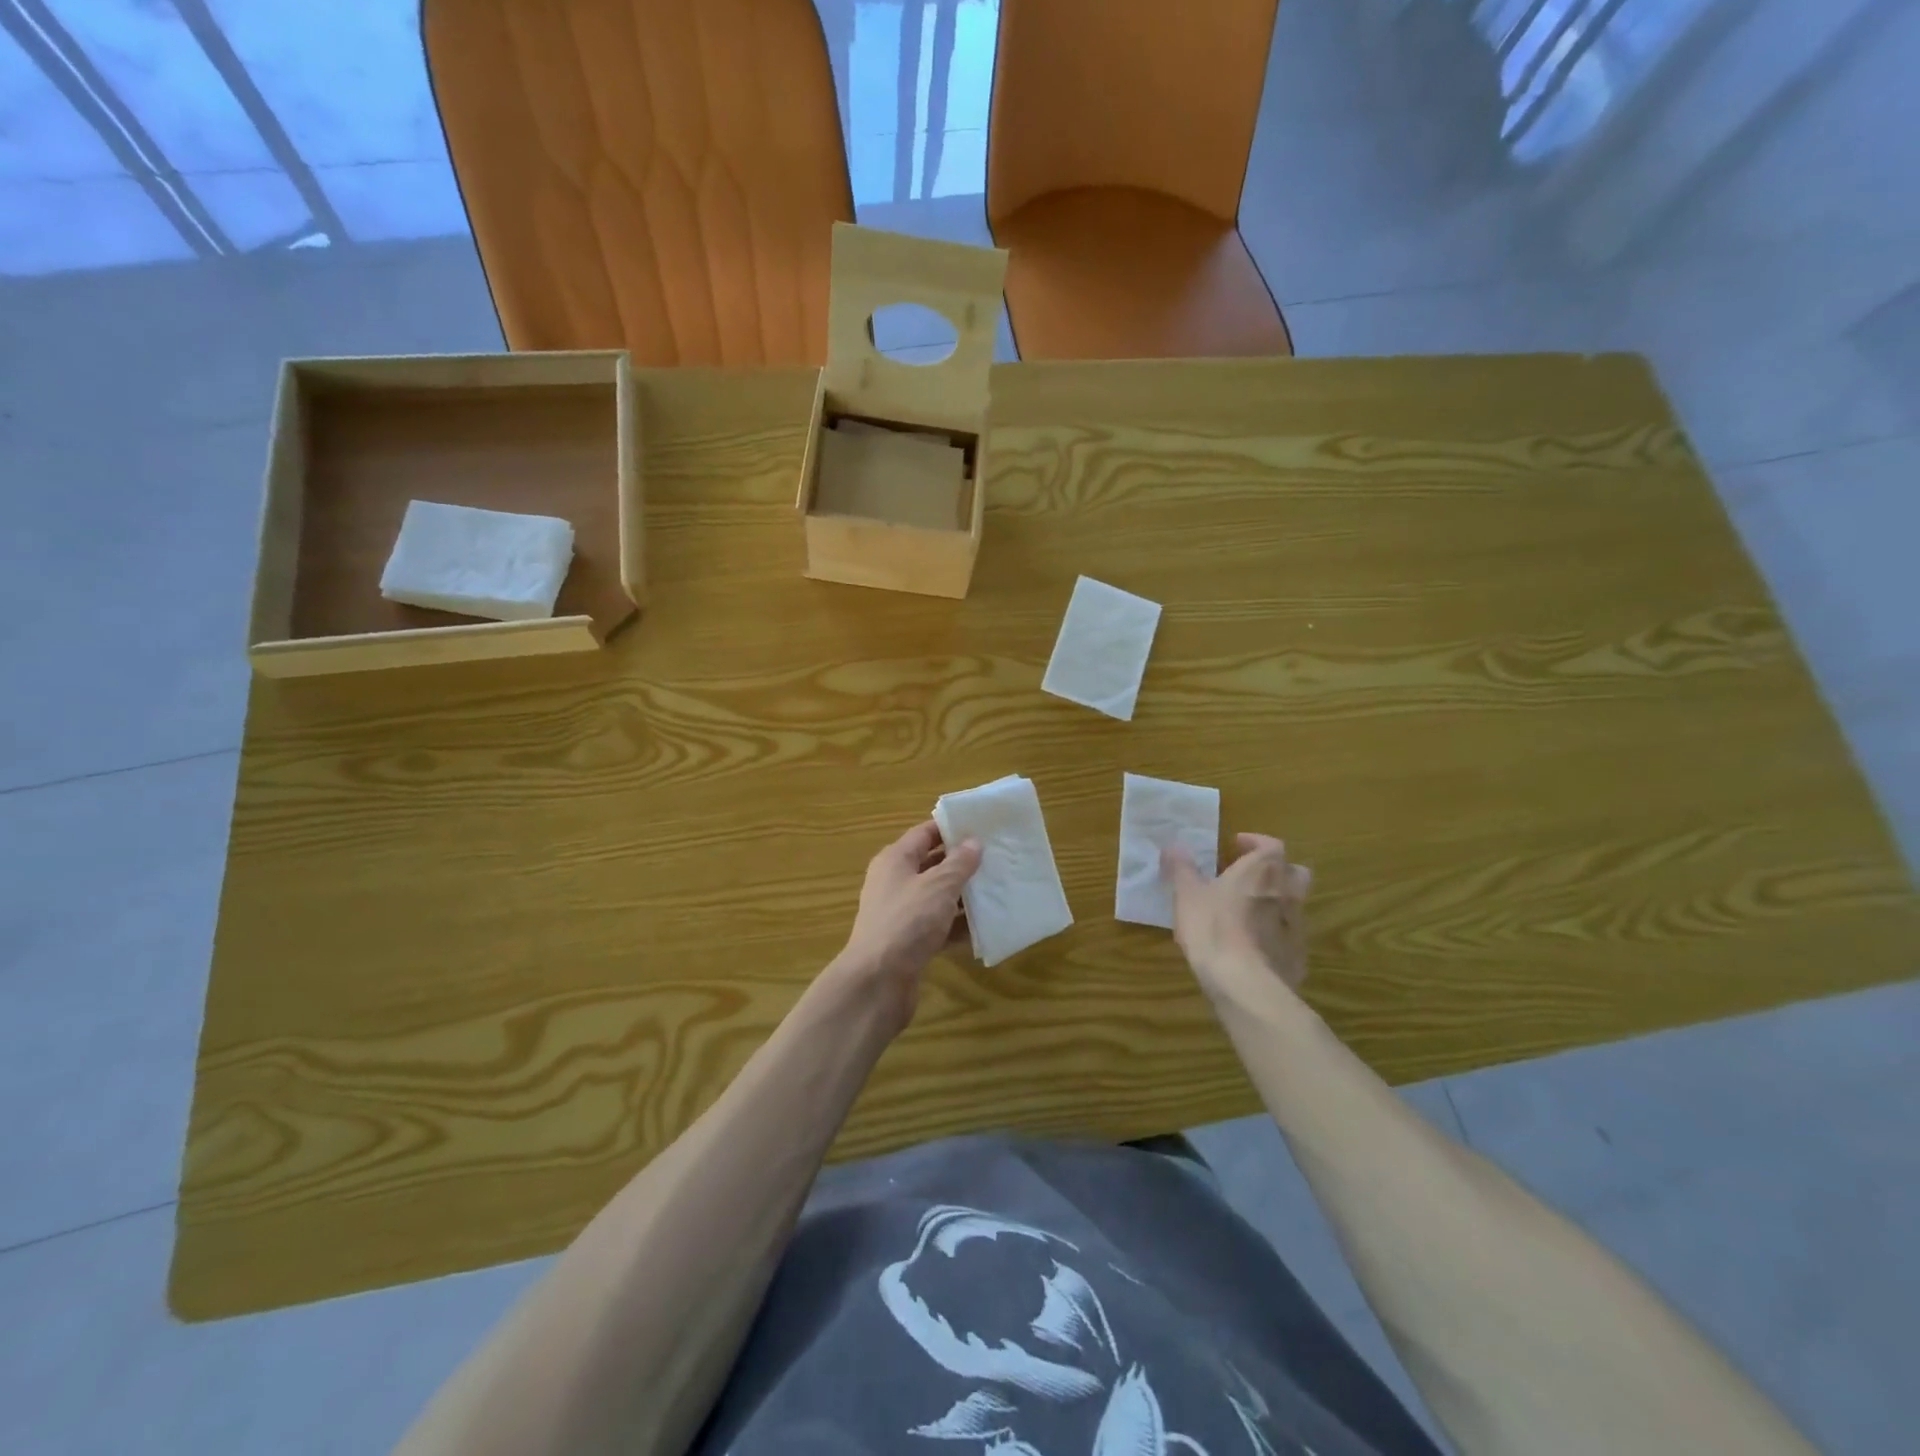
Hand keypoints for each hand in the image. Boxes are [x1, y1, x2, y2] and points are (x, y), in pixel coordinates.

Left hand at [835, 820, 982, 1031]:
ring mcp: (901, 914)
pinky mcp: (908, 942)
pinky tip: (984, 927)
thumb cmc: (908, 921)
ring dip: (963, 896)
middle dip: (962, 863)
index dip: (951, 828)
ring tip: (997, 890)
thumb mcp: (938, 886)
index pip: (924, 833)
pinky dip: (957, 926)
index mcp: (895, 860)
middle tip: (996, 858)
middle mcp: (894, 882)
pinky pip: (938, 926)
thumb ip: (959, 863)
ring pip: (937, 897)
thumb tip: (973, 842)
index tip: (982, 827)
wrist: (878, 981)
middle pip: (931, 864)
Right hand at [1162, 834, 1311, 1006]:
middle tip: (1250, 876)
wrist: (1246, 984)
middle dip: (1276, 870)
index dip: (1255, 842)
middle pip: (1294, 872)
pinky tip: (1254, 945)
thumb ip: (1181, 868)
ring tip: (1248, 912)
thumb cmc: (1213, 928)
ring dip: (1276, 902)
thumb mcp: (1187, 895)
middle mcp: (1286, 893)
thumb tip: (1173, 845)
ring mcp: (1296, 926)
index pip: (1271, 845)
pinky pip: (1289, 936)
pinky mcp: (1297, 956)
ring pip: (1294, 904)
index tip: (1237, 845)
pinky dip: (1275, 934)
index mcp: (1262, 871)